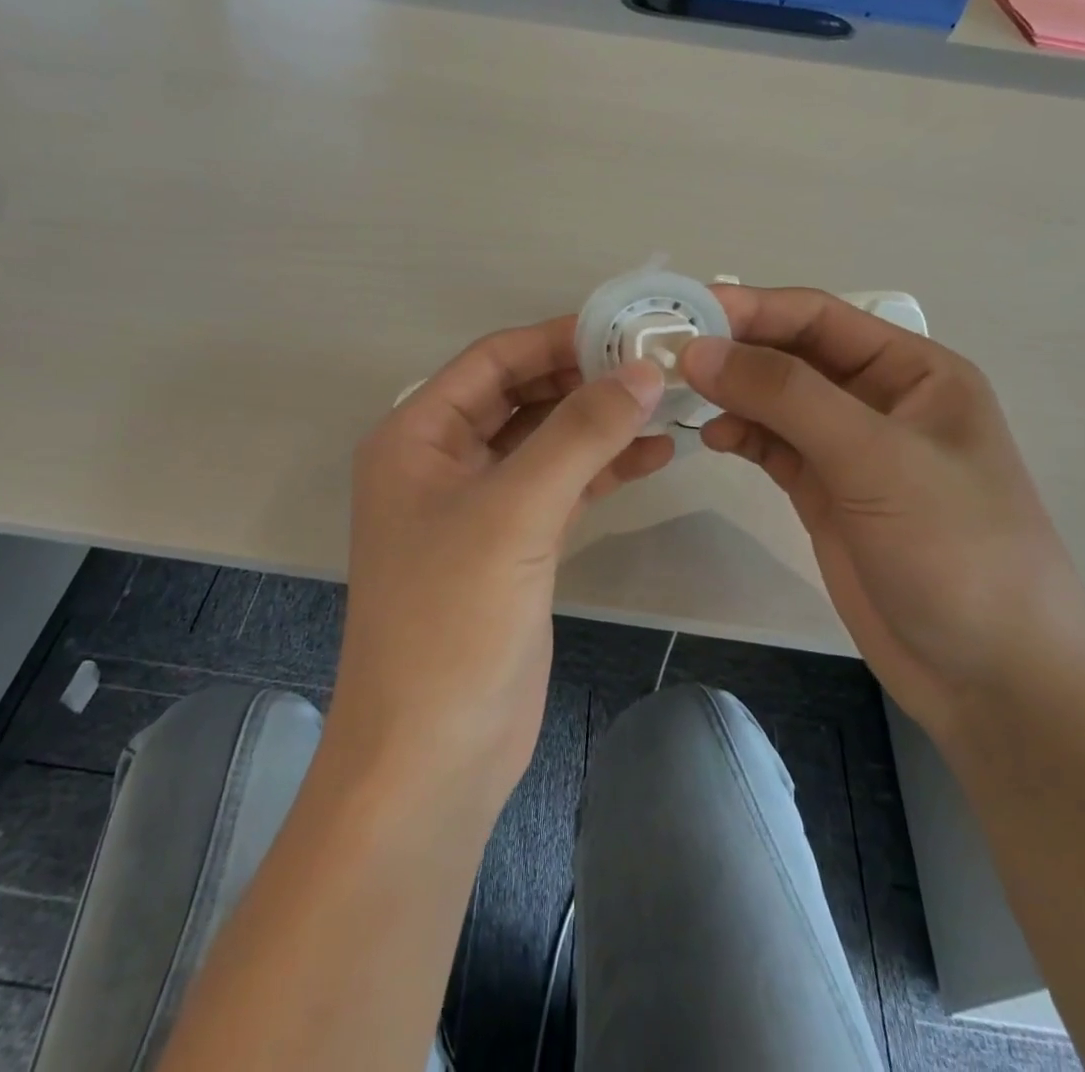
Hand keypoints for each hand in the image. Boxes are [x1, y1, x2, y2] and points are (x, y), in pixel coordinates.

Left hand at [335, 319, 672, 812]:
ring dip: (598, 424)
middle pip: (520, 397)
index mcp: (417, 436)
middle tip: (657, 365)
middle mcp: (441, 461)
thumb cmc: (453, 621)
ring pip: (544, 443)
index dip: (557, 339)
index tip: (627, 327)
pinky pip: (558, 488)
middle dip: (584, 380)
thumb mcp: (515, 512)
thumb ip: (579, 434)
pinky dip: (600, 470)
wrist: (432, 758)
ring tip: (668, 405)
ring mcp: (477, 507)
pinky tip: (653, 457)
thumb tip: (643, 370)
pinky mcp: (511, 548)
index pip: (493, 360)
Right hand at [680, 287, 1084, 738]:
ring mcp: (850, 449)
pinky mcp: (826, 493)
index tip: (683, 311)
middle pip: (791, 354)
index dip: (751, 308)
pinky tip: (712, 437)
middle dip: (733, 350)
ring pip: (776, 401)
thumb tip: (699, 349)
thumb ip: (786, 396)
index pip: (819, 317)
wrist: (992, 679)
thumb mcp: (876, 459)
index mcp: (914, 371)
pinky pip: (772, 446)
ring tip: (678, 396)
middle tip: (664, 354)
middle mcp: (880, 399)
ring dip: (730, 393)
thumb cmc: (956, 550)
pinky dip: (740, 435)